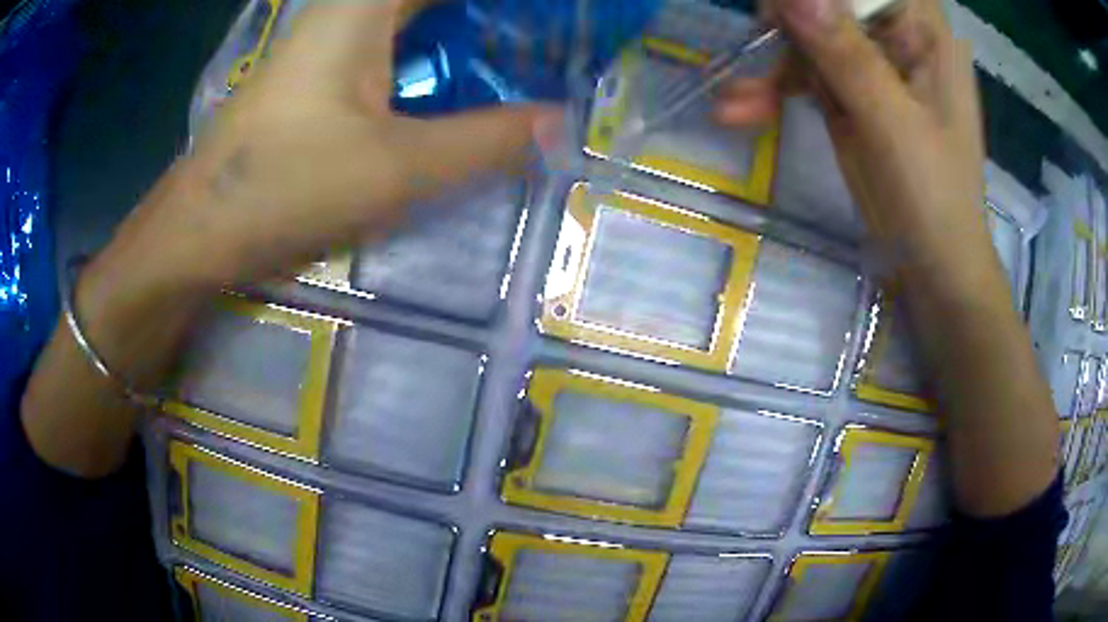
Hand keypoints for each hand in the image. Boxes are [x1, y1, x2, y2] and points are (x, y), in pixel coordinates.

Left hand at [96, 0, 555, 293]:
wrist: (201, 228)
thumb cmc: (285, 187)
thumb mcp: (397, 168)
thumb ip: (487, 140)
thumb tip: (559, 124)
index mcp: (364, 4)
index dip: (507, 6)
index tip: (556, 20)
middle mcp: (349, 6)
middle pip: (436, 2)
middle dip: (495, 17)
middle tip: (548, 40)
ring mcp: (334, 35)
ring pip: (419, 14)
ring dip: (471, 28)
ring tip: (525, 55)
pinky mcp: (325, 67)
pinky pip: (400, 39)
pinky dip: (440, 48)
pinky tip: (467, 76)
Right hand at [716, 0, 988, 286]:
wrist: (933, 265)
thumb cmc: (935, 198)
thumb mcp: (893, 124)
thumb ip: (846, 54)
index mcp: (923, 30)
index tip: (779, 10)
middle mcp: (896, 34)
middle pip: (827, 2)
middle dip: (784, 24)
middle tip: (758, 47)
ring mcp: (871, 61)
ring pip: (806, 33)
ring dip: (769, 65)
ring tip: (736, 105)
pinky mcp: (850, 89)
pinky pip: (802, 70)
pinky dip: (773, 89)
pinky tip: (741, 111)